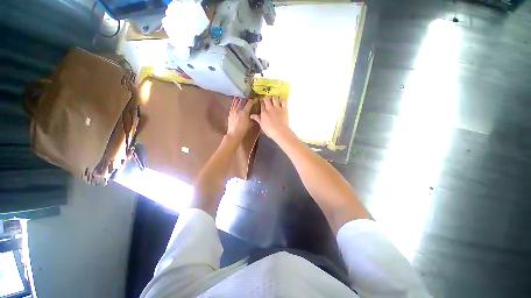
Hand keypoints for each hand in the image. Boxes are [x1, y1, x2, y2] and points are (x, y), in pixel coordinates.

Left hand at [226, 97, 255, 141]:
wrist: (234, 134)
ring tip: (243, 96)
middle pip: (243, 100)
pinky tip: (236, 100)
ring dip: (240, 98)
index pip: (249, 103)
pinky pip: (233, 104)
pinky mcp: (230, 112)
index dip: (253, 100)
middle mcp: (238, 109)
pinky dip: (235, 101)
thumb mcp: (250, 124)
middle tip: (249, 97)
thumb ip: (252, 117)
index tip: (255, 99)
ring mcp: (233, 110)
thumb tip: (254, 113)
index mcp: (244, 112)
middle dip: (247, 98)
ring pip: (236, 101)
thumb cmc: (243, 130)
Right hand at [251, 96, 291, 141]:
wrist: (280, 132)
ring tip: (274, 100)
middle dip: (267, 98)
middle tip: (268, 100)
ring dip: (274, 98)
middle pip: (267, 99)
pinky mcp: (284, 109)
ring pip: (275, 98)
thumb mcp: (262, 125)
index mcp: (263, 112)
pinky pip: (283, 101)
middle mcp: (270, 108)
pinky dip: (282, 100)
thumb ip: (257, 119)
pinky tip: (281, 102)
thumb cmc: (270, 130)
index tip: (262, 103)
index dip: (261, 102)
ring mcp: (277, 107)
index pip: (261, 104)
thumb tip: (251, 115)